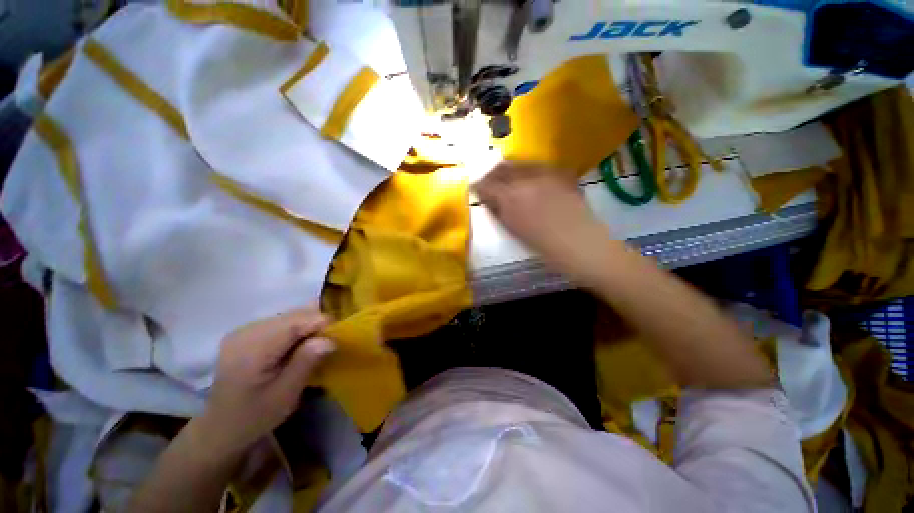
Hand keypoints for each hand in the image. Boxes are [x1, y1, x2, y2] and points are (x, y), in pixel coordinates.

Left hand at [199, 305, 334, 452]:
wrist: (222, 427)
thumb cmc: (255, 416)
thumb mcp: (285, 394)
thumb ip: (306, 362)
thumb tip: (330, 338)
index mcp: (251, 348)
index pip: (295, 321)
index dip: (321, 323)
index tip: (338, 336)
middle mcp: (246, 331)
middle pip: (293, 315)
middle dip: (316, 324)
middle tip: (328, 344)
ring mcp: (245, 329)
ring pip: (290, 315)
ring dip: (308, 326)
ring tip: (314, 346)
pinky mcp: (248, 332)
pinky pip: (282, 321)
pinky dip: (297, 329)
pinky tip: (298, 346)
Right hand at [474, 161, 612, 279]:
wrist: (581, 243)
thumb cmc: (543, 245)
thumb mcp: (513, 230)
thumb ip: (498, 211)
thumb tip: (489, 199)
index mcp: (510, 196)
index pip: (487, 185)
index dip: (479, 187)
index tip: (476, 190)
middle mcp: (526, 178)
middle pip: (502, 168)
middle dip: (492, 175)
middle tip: (489, 183)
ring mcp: (546, 173)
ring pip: (520, 163)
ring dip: (509, 171)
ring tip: (508, 181)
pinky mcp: (561, 173)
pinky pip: (539, 166)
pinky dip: (529, 172)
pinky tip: (531, 182)